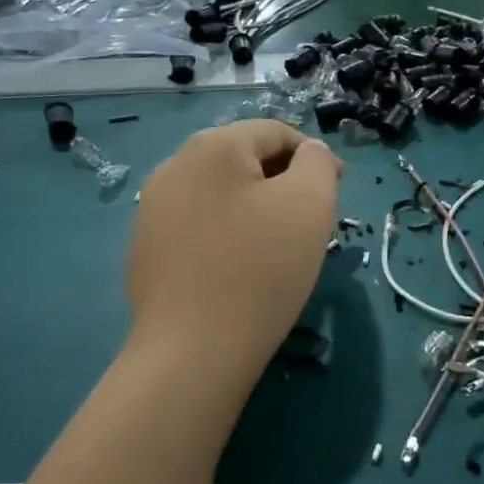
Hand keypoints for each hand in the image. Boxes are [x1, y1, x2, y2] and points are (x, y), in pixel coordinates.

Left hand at [124, 120, 340, 405]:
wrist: (194, 351)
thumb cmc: (262, 267)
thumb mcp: (310, 202)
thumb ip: (319, 162)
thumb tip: (310, 155)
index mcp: (212, 146)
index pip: (276, 132)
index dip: (315, 157)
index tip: (337, 194)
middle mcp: (174, 167)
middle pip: (246, 160)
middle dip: (285, 184)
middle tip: (312, 224)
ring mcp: (152, 211)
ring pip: (224, 194)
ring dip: (258, 210)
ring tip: (280, 250)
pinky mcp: (146, 250)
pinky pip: (201, 226)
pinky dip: (230, 236)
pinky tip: (243, 271)